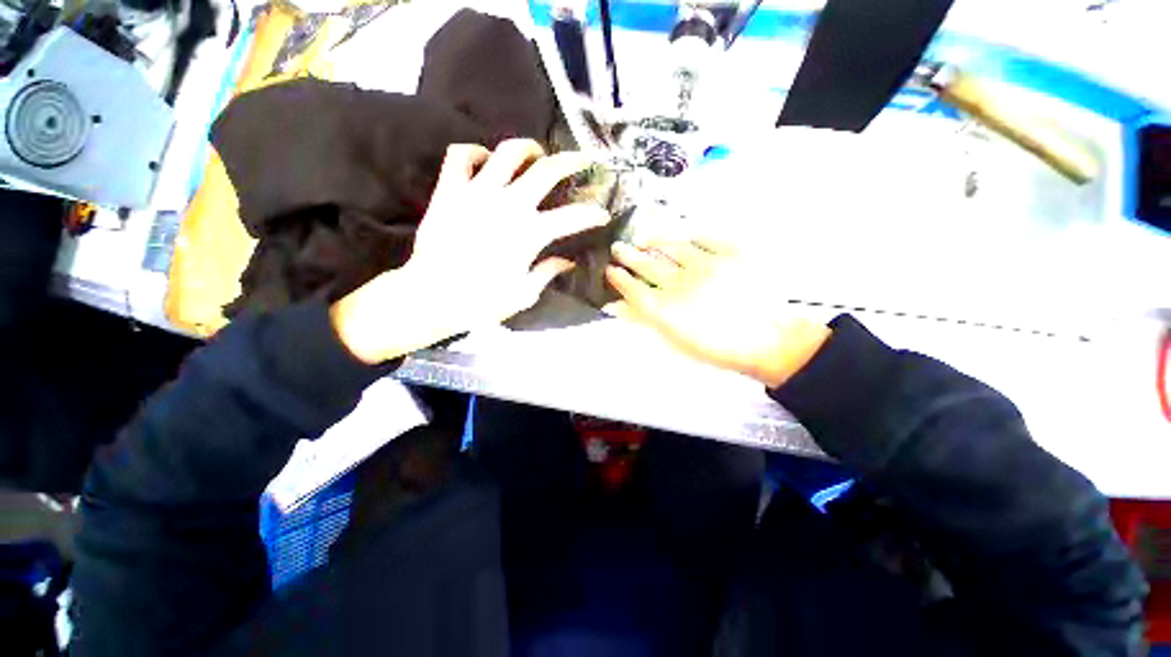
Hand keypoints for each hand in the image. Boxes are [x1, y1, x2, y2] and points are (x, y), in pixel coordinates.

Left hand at [333, 139, 608, 363]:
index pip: (573, 217)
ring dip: (527, 148)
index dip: (593, 214)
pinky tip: (484, 160)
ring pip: (508, 152)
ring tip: (536, 153)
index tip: (603, 213)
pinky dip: (474, 152)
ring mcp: (477, 192)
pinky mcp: (450, 190)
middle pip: (547, 170)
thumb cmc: (482, 301)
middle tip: (582, 159)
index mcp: (531, 233)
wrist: (432, 296)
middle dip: (572, 161)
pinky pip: (460, 155)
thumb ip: (548, 272)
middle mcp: (509, 205)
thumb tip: (568, 262)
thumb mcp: (524, 294)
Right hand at [605, 240, 830, 387]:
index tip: (610, 270)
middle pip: (649, 266)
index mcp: (668, 310)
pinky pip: (707, 237)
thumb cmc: (720, 347)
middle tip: (618, 247)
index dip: (620, 279)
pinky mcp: (732, 253)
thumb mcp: (677, 341)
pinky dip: (692, 235)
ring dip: (655, 241)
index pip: (634, 289)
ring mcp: (707, 265)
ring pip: (672, 247)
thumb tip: (618, 308)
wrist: (772, 341)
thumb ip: (647, 321)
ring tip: (643, 236)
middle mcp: (682, 283)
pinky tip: (684, 234)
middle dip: (630, 256)